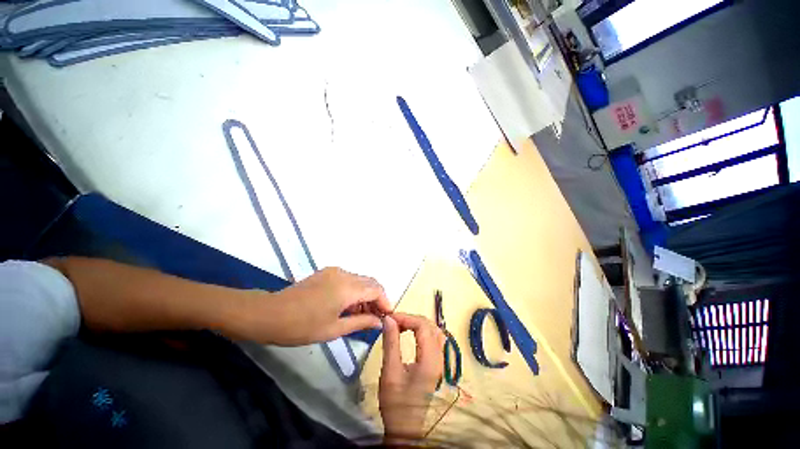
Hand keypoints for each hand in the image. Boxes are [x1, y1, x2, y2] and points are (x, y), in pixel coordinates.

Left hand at [239, 267, 391, 345]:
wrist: (270, 314)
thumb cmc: (302, 326)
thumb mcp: (334, 329)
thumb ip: (361, 322)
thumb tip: (379, 322)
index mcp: (347, 288)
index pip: (376, 289)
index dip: (385, 301)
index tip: (387, 316)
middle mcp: (344, 274)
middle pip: (370, 282)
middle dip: (377, 298)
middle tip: (376, 317)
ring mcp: (335, 271)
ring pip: (360, 280)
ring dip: (365, 295)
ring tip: (363, 314)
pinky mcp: (327, 272)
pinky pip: (349, 279)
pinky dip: (354, 290)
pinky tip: (349, 305)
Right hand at [379, 313, 445, 441]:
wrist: (406, 429)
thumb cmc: (396, 403)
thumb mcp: (390, 372)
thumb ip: (391, 343)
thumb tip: (389, 319)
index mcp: (430, 360)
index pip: (423, 326)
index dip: (406, 318)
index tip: (390, 319)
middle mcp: (439, 357)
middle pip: (430, 326)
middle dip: (412, 319)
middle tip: (394, 322)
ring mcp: (440, 361)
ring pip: (435, 331)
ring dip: (419, 324)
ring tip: (402, 325)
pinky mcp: (436, 364)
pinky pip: (435, 339)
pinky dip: (423, 331)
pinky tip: (412, 333)